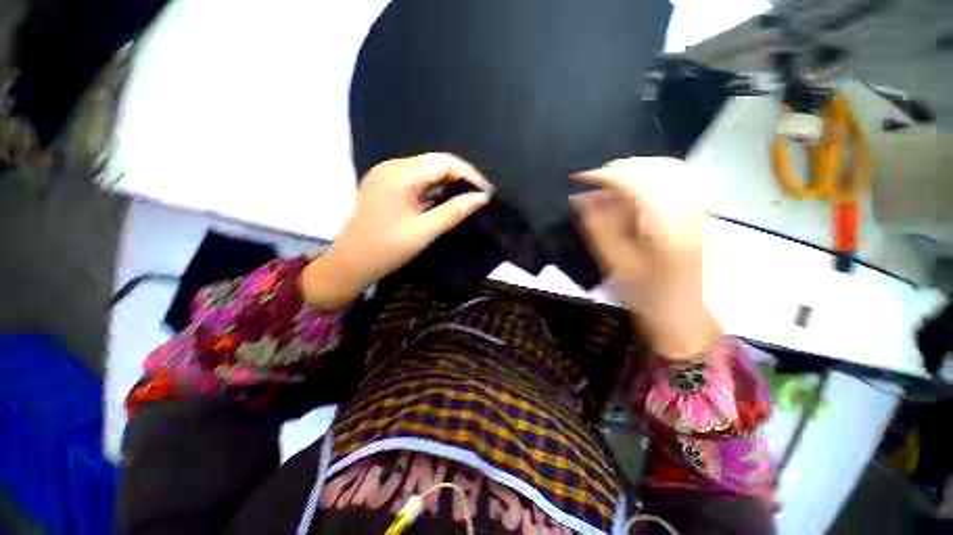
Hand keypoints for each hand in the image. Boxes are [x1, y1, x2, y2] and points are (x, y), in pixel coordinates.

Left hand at [303, 153, 491, 308]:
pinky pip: (415, 181)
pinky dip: (433, 190)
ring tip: (466, 200)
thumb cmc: (387, 249)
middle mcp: (392, 166)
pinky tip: (443, 202)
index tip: (486, 193)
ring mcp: (386, 175)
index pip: (444, 162)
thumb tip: (482, 198)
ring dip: (447, 185)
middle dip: (460, 179)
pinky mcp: (385, 185)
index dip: (469, 175)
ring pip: (426, 172)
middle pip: (435, 164)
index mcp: (400, 174)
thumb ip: (455, 211)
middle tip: (478, 198)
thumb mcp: (425, 231)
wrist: (351, 263)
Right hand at [572, 157, 720, 358]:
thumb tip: (580, 200)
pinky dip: (655, 176)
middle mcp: (688, 209)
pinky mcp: (698, 213)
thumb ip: (598, 227)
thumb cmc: (645, 294)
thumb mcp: (615, 263)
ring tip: (612, 184)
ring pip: (670, 169)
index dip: (604, 175)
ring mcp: (697, 209)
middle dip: (620, 170)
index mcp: (666, 224)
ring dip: (637, 170)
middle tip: (594, 183)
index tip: (579, 179)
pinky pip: (680, 179)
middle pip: (656, 168)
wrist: (680, 313)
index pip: (635, 181)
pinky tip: (637, 188)